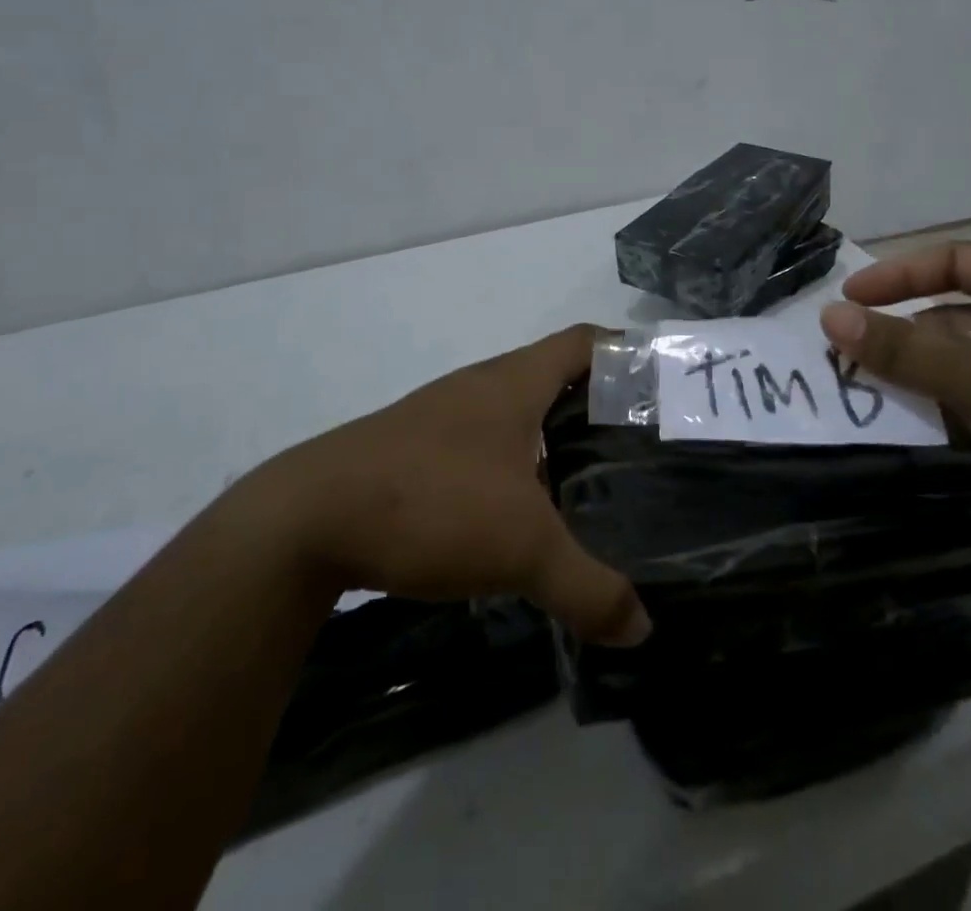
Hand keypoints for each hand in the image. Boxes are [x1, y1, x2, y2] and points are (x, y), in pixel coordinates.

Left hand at [232, 325, 651, 646]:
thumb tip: (642, 627)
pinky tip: (522, 512)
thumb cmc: (431, 502)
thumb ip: (589, 588)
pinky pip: (483, 442)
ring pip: (516, 411)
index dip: (628, 354)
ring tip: (592, 482)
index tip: (662, 388)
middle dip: (598, 405)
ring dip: (552, 437)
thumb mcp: (522, 548)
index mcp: (515, 381)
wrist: (308, 520)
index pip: (586, 342)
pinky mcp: (414, 449)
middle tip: (640, 447)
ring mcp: (443, 415)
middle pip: (555, 375)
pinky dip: (513, 464)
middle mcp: (481, 385)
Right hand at [819, 244, 970, 571]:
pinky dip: (960, 408)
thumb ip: (903, 348)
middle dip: (909, 336)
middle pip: (963, 312)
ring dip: (930, 376)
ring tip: (880, 397)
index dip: (896, 276)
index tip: (847, 302)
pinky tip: (929, 430)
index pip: (957, 259)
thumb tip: (829, 316)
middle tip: (853, 359)